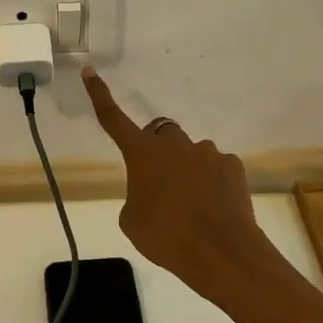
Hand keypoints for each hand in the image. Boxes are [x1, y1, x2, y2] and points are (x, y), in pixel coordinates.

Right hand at [83, 66, 272, 297]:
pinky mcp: (232, 166)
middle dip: (157, 150)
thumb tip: (152, 193)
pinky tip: (213, 206)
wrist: (220, 252)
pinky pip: (216, 166)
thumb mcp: (133, 222)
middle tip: (159, 181)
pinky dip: (212, 180)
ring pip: (190, 152)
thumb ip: (137, 197)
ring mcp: (206, 152)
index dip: (99, 94)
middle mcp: (174, 144)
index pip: (113, 118)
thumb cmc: (166, 237)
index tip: (89, 70)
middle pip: (160, 133)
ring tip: (191, 204)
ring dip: (186, 169)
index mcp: (142, 154)